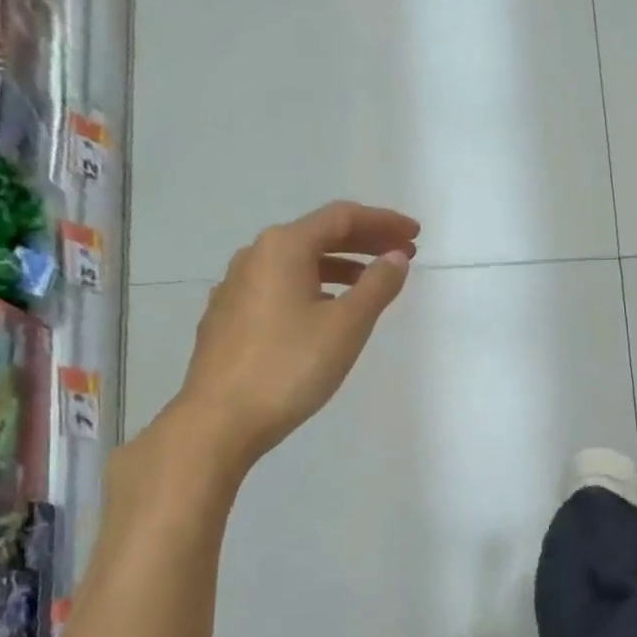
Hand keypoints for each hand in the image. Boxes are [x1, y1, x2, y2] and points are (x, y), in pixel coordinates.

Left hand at [164, 201, 417, 472]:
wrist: (221, 419)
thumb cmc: (290, 367)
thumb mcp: (346, 326)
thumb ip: (377, 286)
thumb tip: (396, 258)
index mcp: (283, 248)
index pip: (341, 218)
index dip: (383, 222)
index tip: (416, 234)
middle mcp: (255, 256)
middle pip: (318, 235)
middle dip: (364, 241)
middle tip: (402, 252)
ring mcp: (236, 287)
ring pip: (298, 263)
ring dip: (340, 266)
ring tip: (371, 283)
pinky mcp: (229, 317)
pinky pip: (281, 287)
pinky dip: (314, 287)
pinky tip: (325, 312)